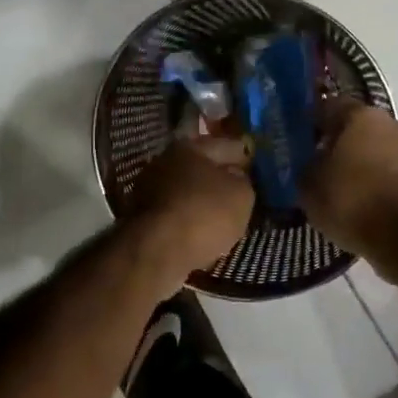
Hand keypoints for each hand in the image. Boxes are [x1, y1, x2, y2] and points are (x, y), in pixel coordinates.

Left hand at [126, 134, 255, 281]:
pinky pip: (175, 213)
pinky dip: (188, 219)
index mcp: (190, 146)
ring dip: (202, 200)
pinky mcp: (141, 217)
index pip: (226, 146)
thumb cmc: (205, 213)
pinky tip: (201, 231)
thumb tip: (235, 177)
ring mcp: (148, 189)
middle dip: (219, 178)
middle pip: (201, 167)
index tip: (257, 169)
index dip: (245, 157)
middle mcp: (165, 161)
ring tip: (222, 216)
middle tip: (240, 192)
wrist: (158, 251)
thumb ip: (243, 181)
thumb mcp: (242, 195)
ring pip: (186, 191)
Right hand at [301, 100, 397, 262]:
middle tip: (314, 163)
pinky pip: (387, 168)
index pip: (327, 106)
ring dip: (356, 160)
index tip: (296, 140)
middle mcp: (389, 121)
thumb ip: (304, 165)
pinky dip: (373, 178)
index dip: (309, 122)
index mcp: (359, 114)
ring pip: (373, 147)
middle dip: (335, 142)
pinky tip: (358, 199)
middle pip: (354, 126)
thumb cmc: (351, 200)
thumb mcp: (309, 185)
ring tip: (336, 185)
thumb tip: (306, 161)